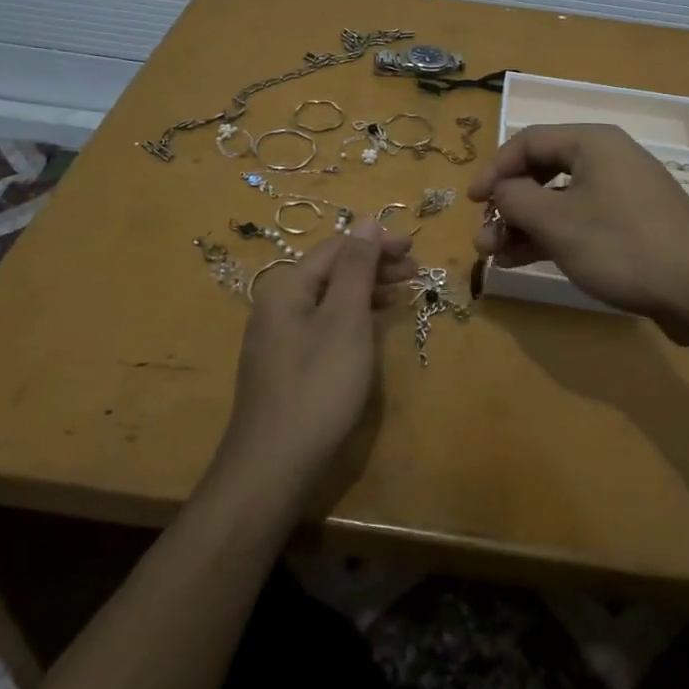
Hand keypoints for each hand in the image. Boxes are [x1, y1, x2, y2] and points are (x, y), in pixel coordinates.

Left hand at [214, 219, 416, 501]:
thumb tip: (365, 220)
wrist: (273, 467)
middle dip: (374, 266)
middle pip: (331, 271)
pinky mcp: (287, 366)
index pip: (336, 248)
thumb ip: (356, 268)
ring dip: (366, 291)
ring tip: (401, 293)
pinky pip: (324, 325)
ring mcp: (279, 338)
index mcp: (286, 287)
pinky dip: (353, 318)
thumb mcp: (345, 320)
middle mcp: (277, 305)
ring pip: (329, 299)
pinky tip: (373, 326)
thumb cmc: (318, 386)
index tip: (414, 249)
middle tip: (415, 272)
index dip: (376, 243)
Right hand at [468, 123, 688, 322]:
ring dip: (524, 225)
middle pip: (542, 172)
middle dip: (508, 205)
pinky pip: (581, 220)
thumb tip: (500, 190)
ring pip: (559, 200)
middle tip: (483, 238)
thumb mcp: (556, 222)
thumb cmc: (621, 245)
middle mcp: (608, 159)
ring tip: (495, 256)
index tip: (472, 202)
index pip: (528, 141)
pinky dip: (551, 236)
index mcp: (592, 143)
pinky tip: (523, 260)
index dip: (494, 169)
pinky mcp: (633, 224)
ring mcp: (623, 193)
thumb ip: (515, 199)